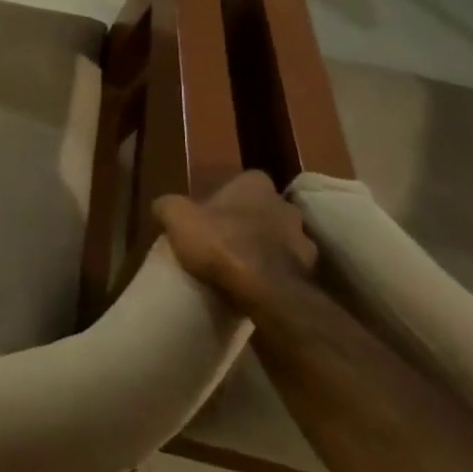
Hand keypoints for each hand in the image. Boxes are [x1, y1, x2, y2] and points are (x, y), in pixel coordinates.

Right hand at [154, 172, 315, 306]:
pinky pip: (288, 267)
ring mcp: (303, 239)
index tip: (210, 212)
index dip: (227, 195)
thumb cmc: (221, 243)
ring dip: (264, 247)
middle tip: (223, 238)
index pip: (244, 180)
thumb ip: (167, 206)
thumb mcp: (177, 218)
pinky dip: (273, 273)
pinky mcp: (310, 272)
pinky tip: (254, 285)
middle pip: (263, 209)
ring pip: (279, 238)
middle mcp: (285, 205)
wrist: (266, 291)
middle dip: (248, 220)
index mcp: (255, 185)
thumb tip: (162, 207)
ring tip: (239, 266)